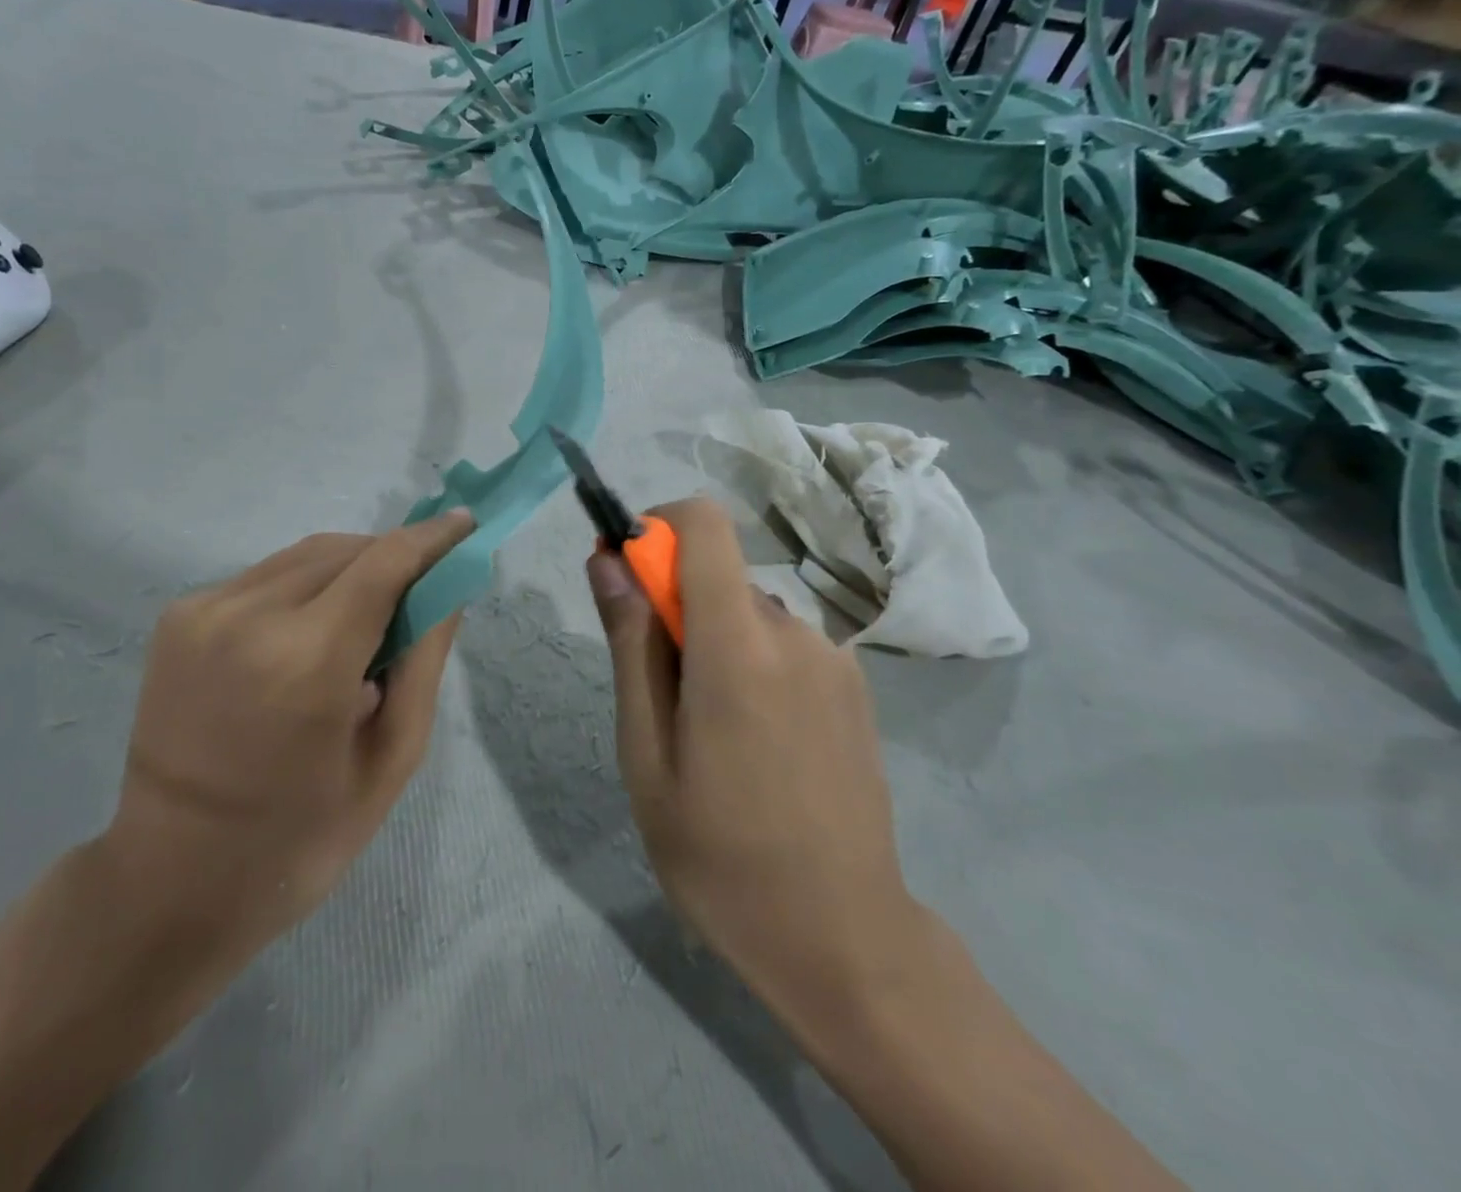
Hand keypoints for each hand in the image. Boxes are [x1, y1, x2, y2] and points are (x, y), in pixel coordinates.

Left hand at [102, 511, 473, 992]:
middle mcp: (250, 617)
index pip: (385, 563)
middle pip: (345, 550)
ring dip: (350, 568)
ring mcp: (204, 611)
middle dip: (393, 557)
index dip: (431, 538)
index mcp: (308, 662)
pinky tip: (312, 630)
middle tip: (423, 589)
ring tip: (369, 616)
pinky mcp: (178, 616)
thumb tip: (449, 585)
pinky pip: (266, 576)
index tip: (466, 524)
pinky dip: (305, 586)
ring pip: (304, 555)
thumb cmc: (299, 838)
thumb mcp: (390, 760)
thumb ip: (425, 661)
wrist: (169, 879)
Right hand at [587, 497, 924, 1028]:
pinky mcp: (855, 684)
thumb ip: (630, 643)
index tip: (627, 576)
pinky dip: (753, 662)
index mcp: (739, 645)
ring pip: (749, 612)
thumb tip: (607, 560)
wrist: (842, 937)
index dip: (656, 527)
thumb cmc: (718, 853)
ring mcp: (834, 658)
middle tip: (660, 694)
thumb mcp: (646, 752)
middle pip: (718, 575)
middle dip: (675, 607)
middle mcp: (796, 632)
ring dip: (714, 642)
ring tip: (711, 733)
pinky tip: (757, 742)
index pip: (703, 524)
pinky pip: (783, 643)